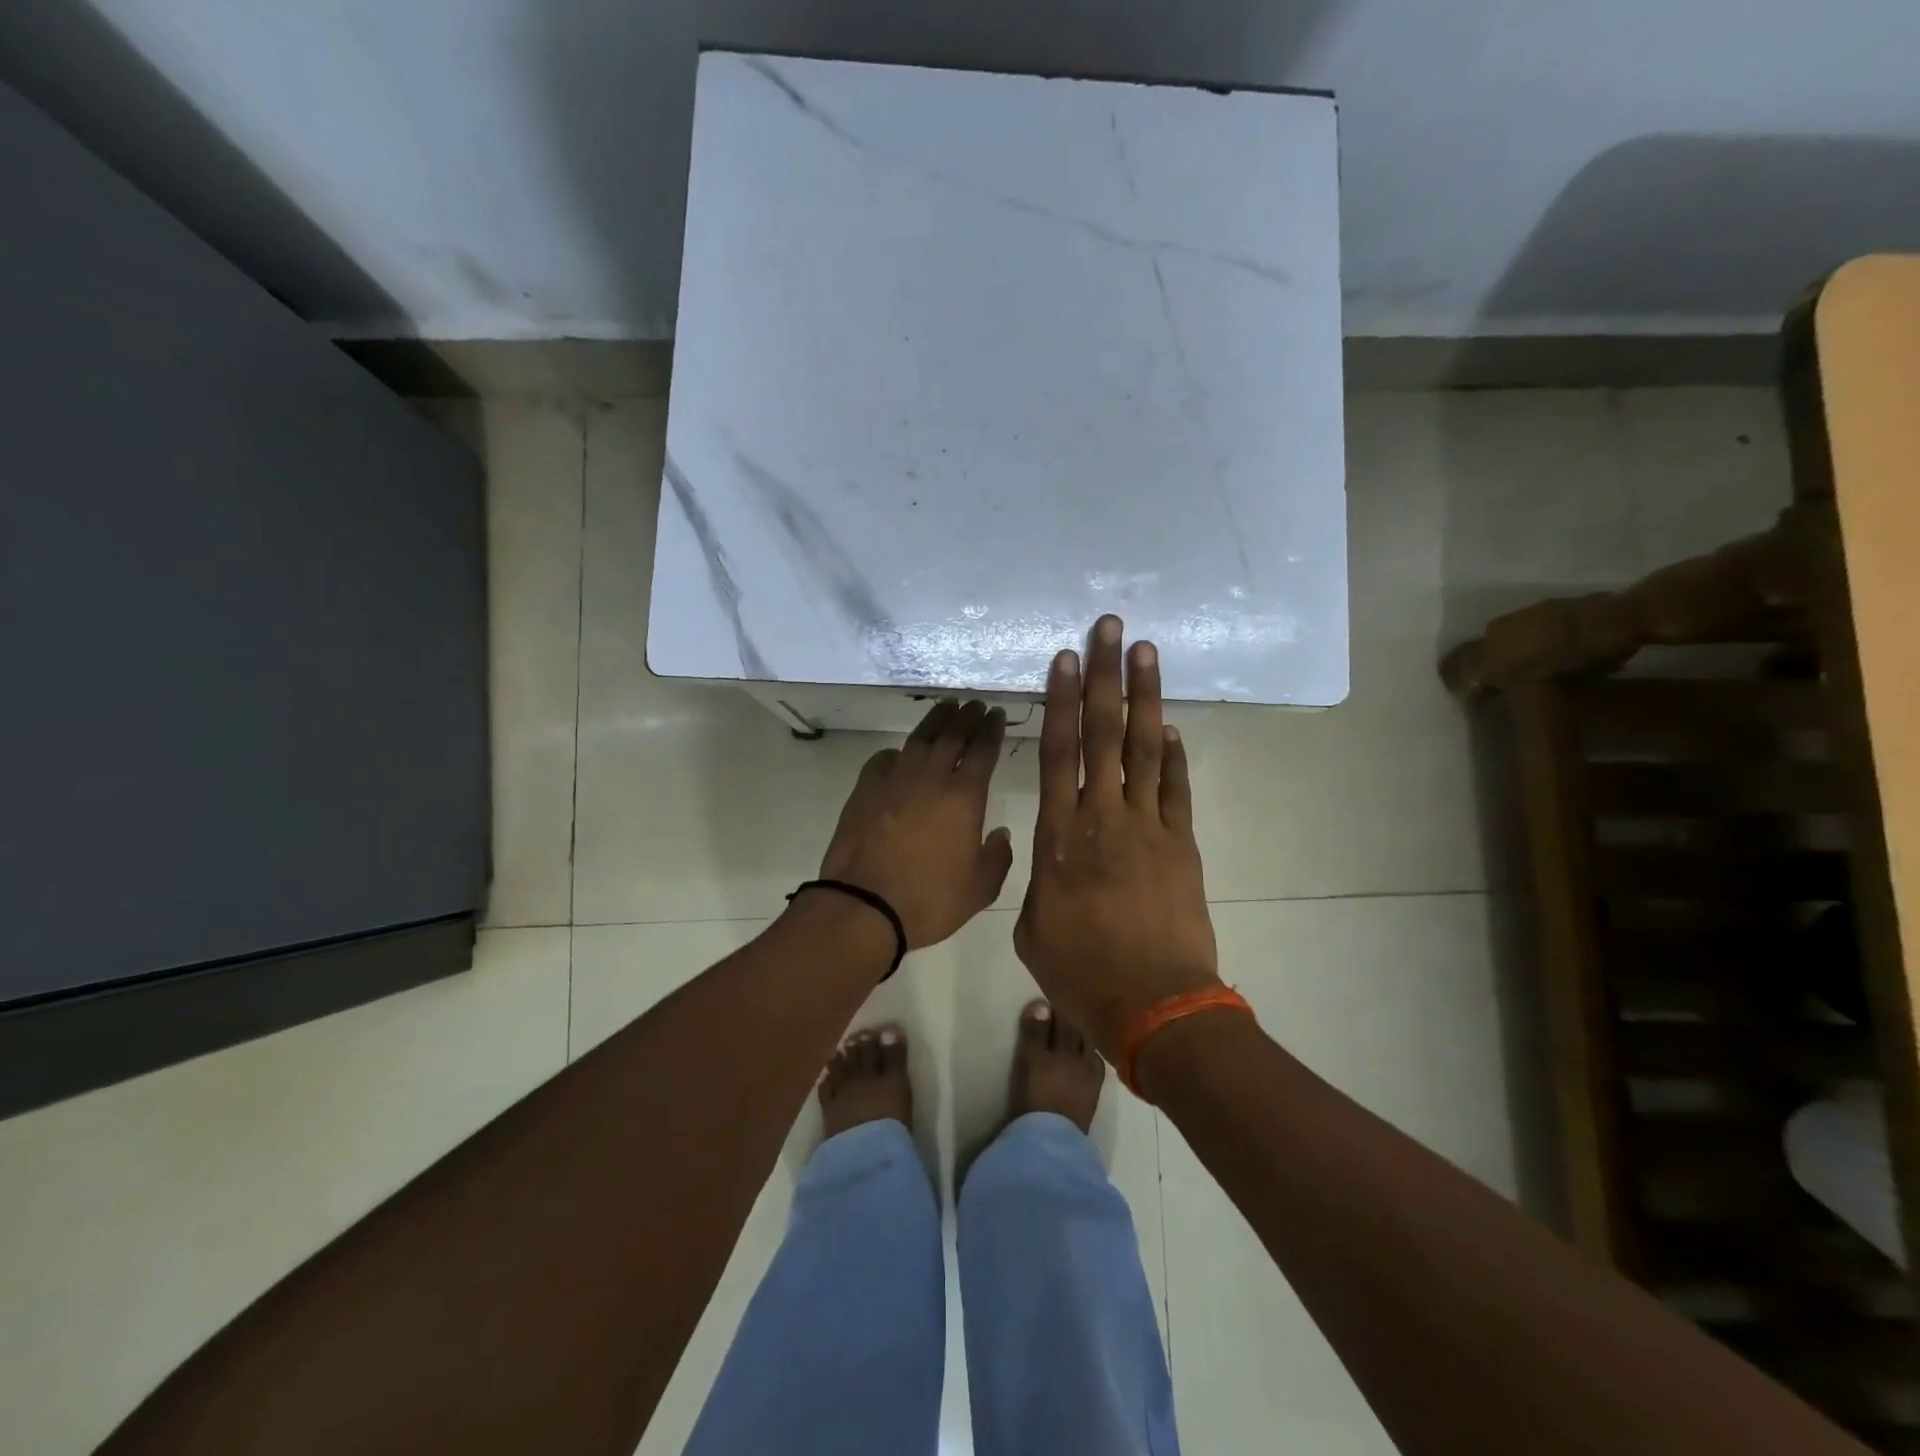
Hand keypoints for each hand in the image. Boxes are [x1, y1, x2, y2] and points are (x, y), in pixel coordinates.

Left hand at [817, 699, 1013, 947]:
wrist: (864, 907)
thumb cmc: (929, 900)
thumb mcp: (979, 889)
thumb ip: (997, 858)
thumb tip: (1000, 834)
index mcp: (964, 797)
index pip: (983, 750)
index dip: (992, 729)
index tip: (996, 714)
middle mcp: (931, 778)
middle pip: (952, 735)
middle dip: (967, 716)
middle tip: (975, 704)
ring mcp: (894, 780)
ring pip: (919, 739)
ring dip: (935, 720)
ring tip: (946, 707)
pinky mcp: (864, 790)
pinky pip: (885, 760)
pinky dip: (898, 752)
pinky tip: (901, 753)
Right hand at [1014, 616, 1219, 1060]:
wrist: (1156, 1007)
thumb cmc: (1082, 973)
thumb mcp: (1032, 930)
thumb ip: (1038, 881)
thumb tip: (1051, 859)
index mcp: (1058, 838)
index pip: (1057, 754)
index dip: (1059, 702)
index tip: (1063, 658)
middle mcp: (1102, 818)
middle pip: (1102, 734)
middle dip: (1104, 676)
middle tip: (1110, 628)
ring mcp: (1148, 827)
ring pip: (1144, 748)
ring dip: (1144, 697)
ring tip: (1146, 652)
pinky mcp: (1181, 844)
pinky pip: (1176, 787)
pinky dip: (1174, 754)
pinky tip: (1170, 726)